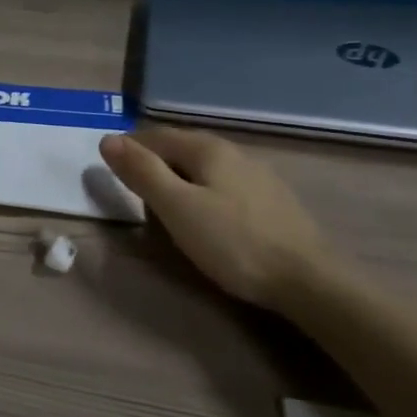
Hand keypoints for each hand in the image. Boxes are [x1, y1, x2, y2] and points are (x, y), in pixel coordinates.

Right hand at [99, 126, 336, 308]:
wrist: (309, 281)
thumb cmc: (234, 242)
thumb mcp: (177, 208)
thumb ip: (142, 172)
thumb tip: (107, 139)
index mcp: (207, 148)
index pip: (155, 136)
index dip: (129, 150)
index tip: (109, 173)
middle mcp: (233, 151)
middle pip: (180, 149)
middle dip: (153, 164)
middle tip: (133, 194)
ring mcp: (256, 175)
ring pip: (203, 167)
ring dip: (178, 180)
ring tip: (165, 208)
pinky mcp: (271, 200)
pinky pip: (223, 185)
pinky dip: (202, 193)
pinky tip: (206, 217)